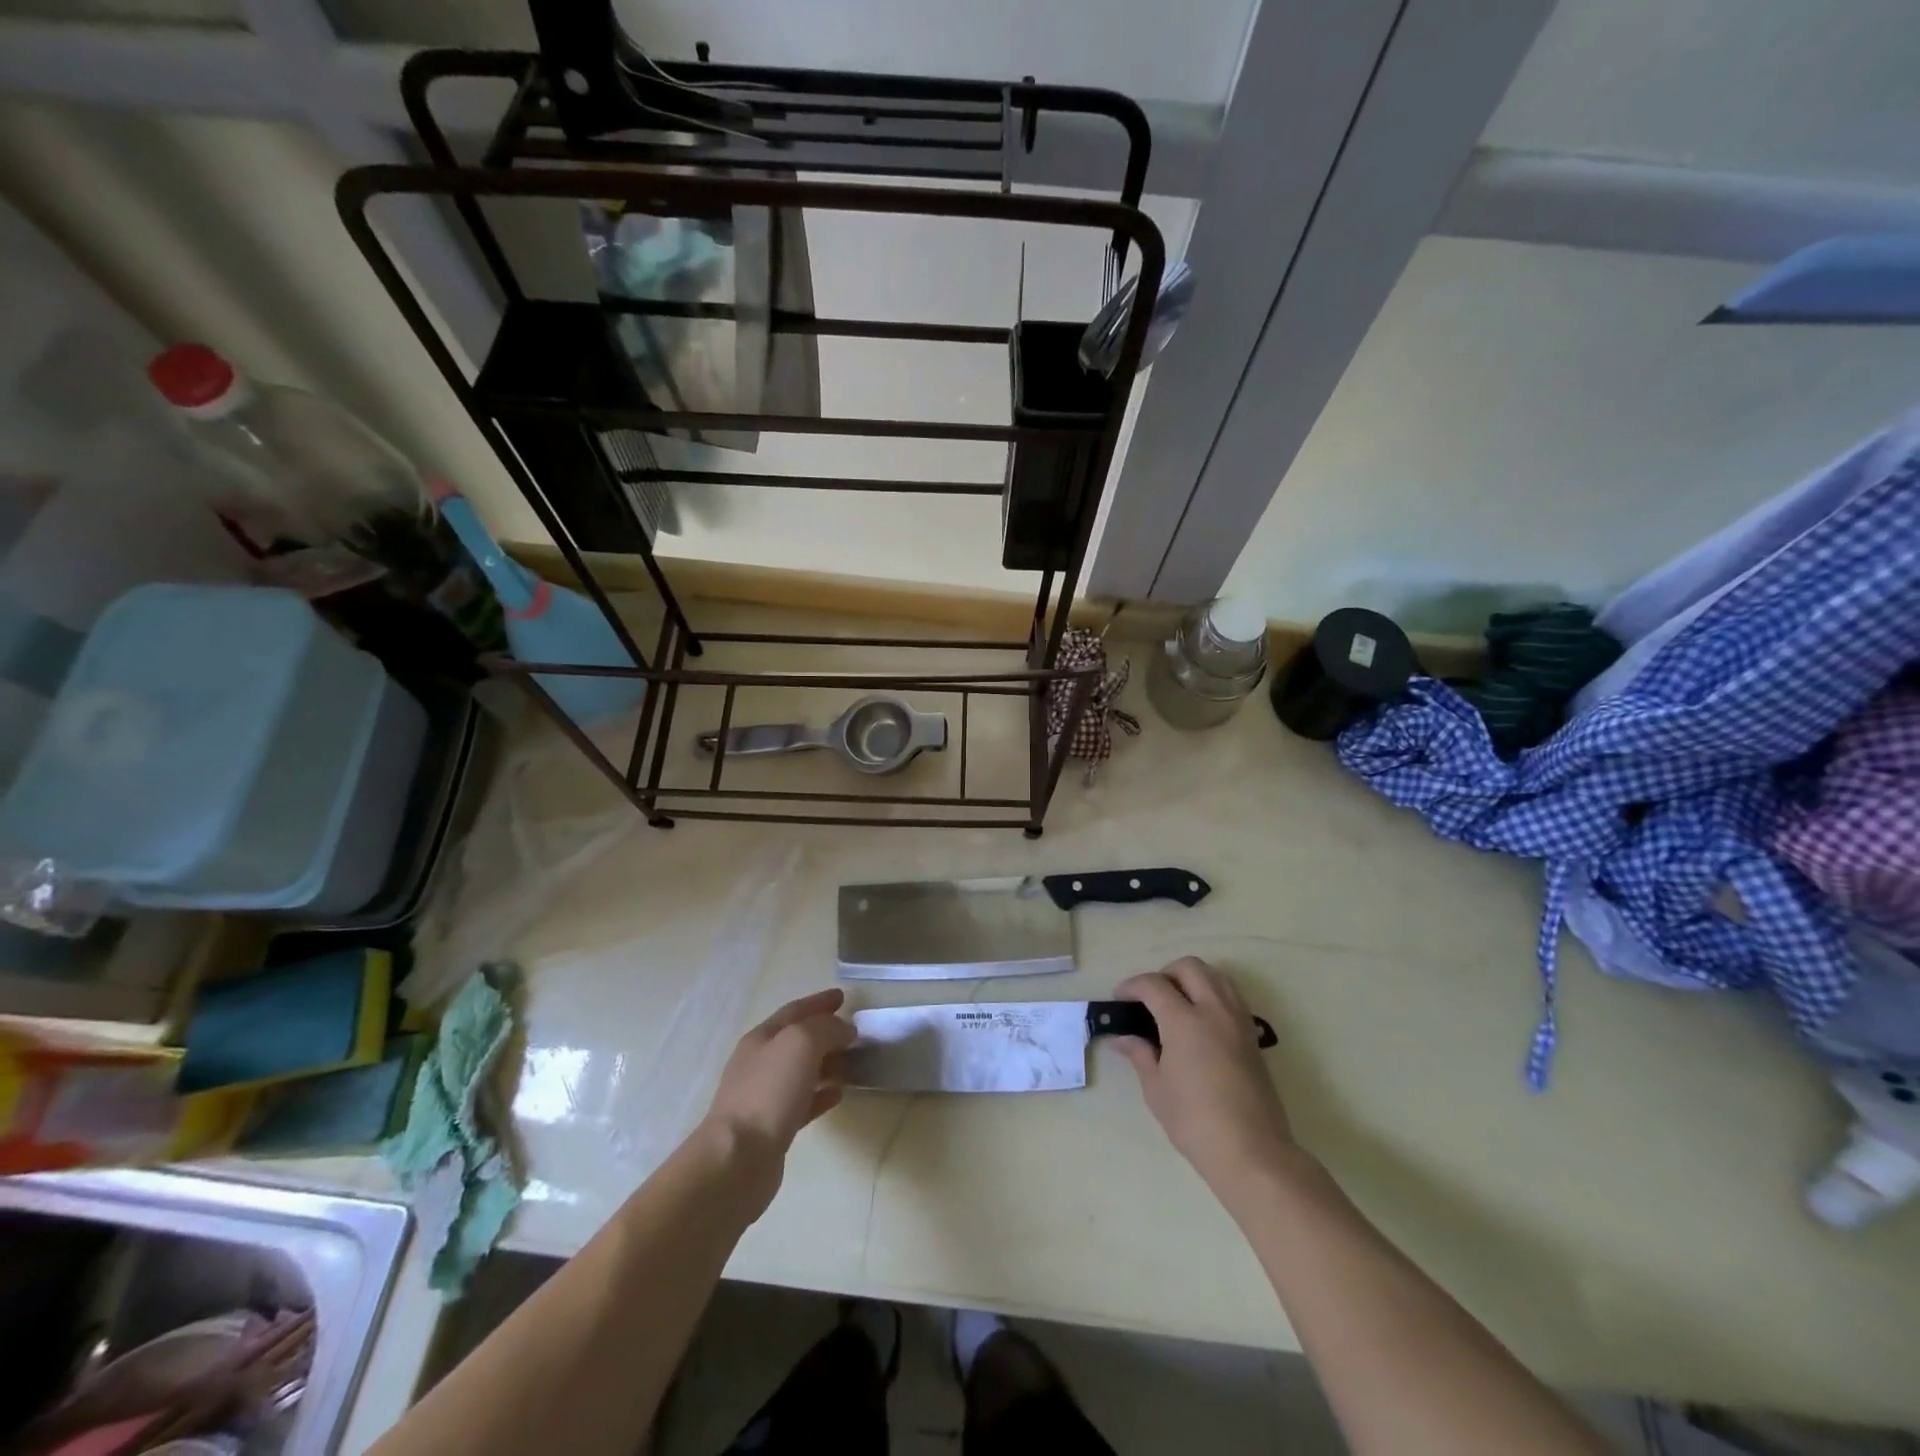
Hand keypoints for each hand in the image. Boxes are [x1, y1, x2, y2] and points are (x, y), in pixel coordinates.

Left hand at [703, 989, 854, 1161]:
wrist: (737, 1159)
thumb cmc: (768, 1092)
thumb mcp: (801, 1043)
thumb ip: (826, 1028)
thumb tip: (844, 1029)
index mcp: (762, 1037)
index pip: (795, 1010)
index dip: (819, 1002)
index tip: (843, 996)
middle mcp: (760, 1063)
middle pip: (797, 1040)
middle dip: (825, 1032)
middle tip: (855, 1032)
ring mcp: (764, 1096)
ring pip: (802, 1071)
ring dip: (827, 1063)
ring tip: (853, 1063)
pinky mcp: (773, 1127)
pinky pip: (803, 1102)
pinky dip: (821, 1094)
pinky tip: (839, 1095)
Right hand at [1114, 958, 1296, 1197]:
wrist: (1252, 1152)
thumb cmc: (1195, 1122)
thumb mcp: (1157, 1089)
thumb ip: (1140, 1055)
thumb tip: (1123, 1038)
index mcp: (1184, 1021)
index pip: (1154, 984)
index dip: (1132, 986)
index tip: (1120, 999)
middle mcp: (1214, 1010)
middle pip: (1189, 967)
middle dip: (1165, 973)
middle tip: (1150, 998)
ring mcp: (1238, 1021)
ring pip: (1216, 976)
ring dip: (1193, 979)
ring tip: (1177, 1004)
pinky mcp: (1253, 1036)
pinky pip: (1232, 997)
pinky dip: (1213, 995)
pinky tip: (1201, 1022)